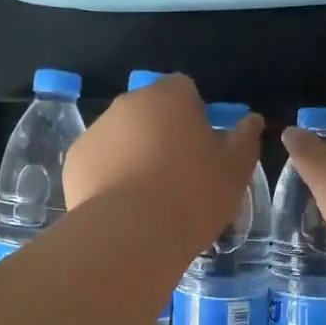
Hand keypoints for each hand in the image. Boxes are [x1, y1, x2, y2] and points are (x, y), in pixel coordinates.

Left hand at [65, 74, 263, 248]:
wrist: (130, 235)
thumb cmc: (192, 196)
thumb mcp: (234, 171)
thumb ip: (244, 139)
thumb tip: (251, 120)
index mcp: (169, 96)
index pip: (184, 89)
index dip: (195, 115)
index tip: (202, 147)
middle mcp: (128, 104)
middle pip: (150, 111)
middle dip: (162, 133)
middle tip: (178, 174)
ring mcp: (96, 131)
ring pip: (122, 136)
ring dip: (134, 154)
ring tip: (148, 197)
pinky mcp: (74, 161)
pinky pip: (99, 162)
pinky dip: (109, 176)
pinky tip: (122, 207)